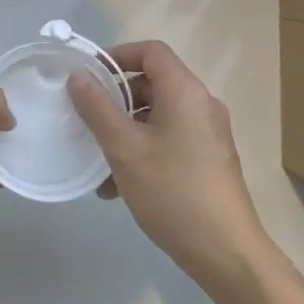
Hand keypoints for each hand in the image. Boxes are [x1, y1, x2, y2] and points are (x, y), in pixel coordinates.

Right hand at [68, 41, 273, 295]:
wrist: (226, 252)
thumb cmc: (172, 191)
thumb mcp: (124, 148)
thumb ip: (97, 108)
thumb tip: (77, 76)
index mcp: (185, 92)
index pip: (151, 52)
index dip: (117, 56)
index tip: (87, 75)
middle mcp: (201, 105)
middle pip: (153, 84)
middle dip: (115, 100)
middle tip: (85, 119)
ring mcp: (208, 135)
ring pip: (157, 117)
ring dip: (124, 131)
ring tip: (96, 161)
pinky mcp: (208, 161)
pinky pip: (169, 141)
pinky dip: (142, 151)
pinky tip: (116, 186)